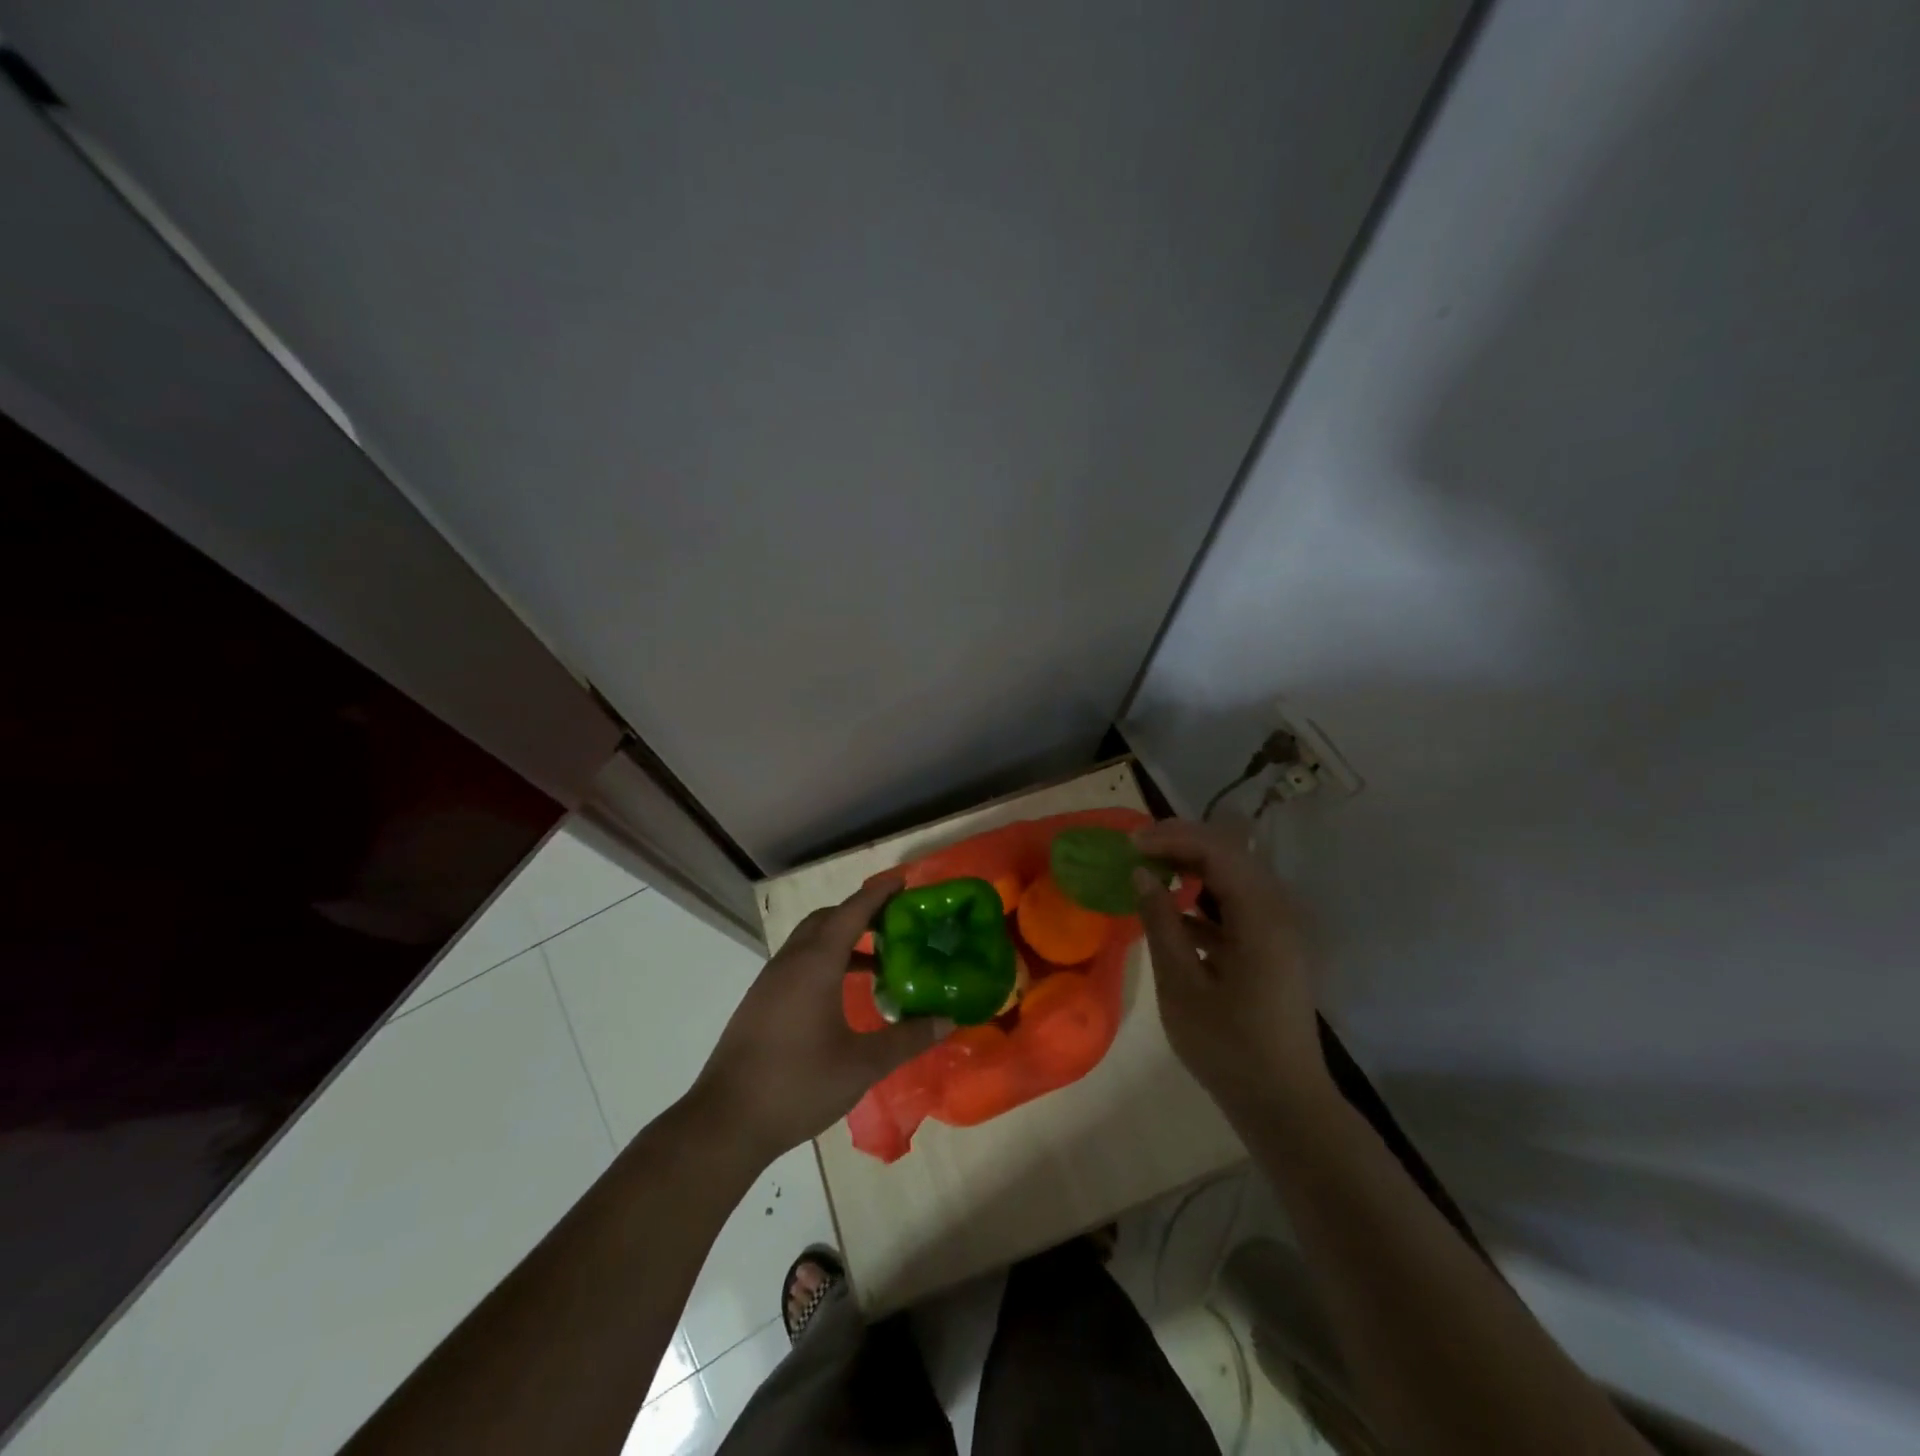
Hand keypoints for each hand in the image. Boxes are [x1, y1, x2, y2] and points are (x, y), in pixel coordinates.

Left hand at [690, 872, 945, 1159]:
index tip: (903, 881)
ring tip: (877, 962)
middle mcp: (790, 961)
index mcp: (816, 964)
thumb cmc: (798, 1084)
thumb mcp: (862, 1065)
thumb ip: (907, 1039)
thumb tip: (948, 1020)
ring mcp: (770, 981)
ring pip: (810, 941)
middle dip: (860, 913)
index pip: (852, 912)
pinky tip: (842, 994)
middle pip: (827, 919)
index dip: (878, 894)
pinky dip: (825, 961)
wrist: (725, 1122)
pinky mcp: (760, 1002)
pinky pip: (798, 962)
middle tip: (895, 924)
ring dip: (842, 939)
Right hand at [1132, 819, 1328, 1120]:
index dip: (1172, 838)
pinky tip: (1172, 911)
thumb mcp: (1182, 986)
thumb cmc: (1229, 1047)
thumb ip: (1161, 924)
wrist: (1284, 1104)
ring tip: (1149, 869)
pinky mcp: (1271, 949)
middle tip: (1136, 849)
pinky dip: (1204, 897)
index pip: (1217, 850)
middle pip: (1229, 854)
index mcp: (1260, 917)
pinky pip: (1236, 905)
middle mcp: (1276, 912)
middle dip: (1181, 843)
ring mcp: (1277, 930)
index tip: (1130, 844)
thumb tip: (1140, 874)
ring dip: (1192, 866)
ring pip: (1233, 877)